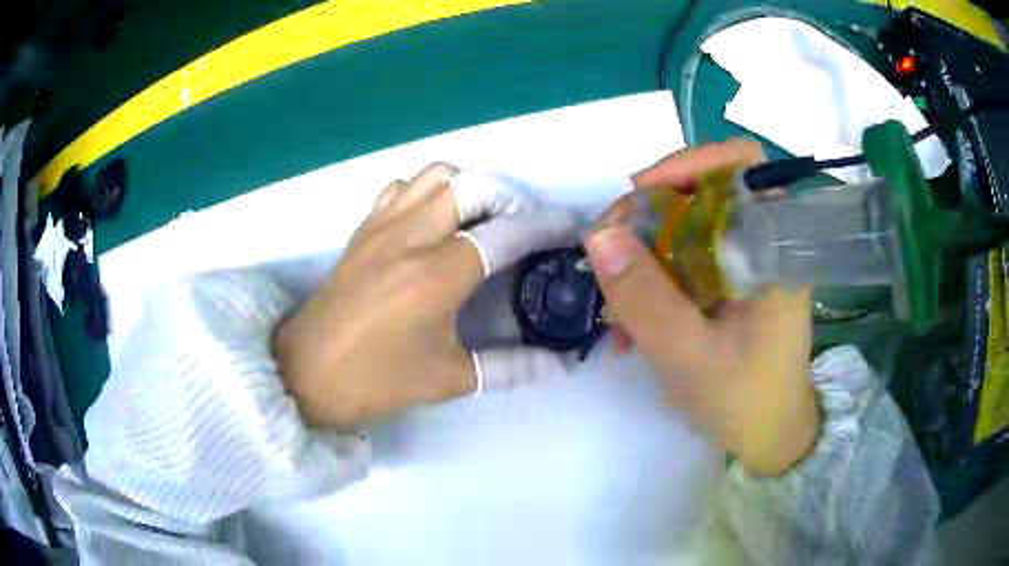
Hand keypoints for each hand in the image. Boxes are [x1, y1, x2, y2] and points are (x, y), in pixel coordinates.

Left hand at [273, 163, 577, 430]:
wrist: (304, 374)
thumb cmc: (374, 380)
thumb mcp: (447, 377)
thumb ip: (510, 367)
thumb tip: (560, 364)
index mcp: (436, 275)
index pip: (505, 234)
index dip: (544, 226)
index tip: (569, 227)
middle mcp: (410, 237)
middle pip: (470, 184)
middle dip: (506, 196)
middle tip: (517, 226)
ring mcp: (381, 227)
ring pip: (434, 176)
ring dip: (466, 187)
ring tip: (479, 219)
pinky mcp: (363, 229)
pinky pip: (401, 188)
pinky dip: (427, 192)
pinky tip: (433, 222)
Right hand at [586, 141, 819, 475]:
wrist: (770, 438)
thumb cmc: (746, 402)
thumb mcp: (690, 357)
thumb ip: (646, 299)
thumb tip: (597, 236)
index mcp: (772, 246)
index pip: (740, 163)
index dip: (690, 162)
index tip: (640, 193)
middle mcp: (760, 241)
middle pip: (701, 192)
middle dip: (647, 216)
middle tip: (608, 256)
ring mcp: (743, 262)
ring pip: (683, 228)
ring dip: (641, 256)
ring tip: (615, 307)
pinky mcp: (728, 283)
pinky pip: (681, 261)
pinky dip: (650, 281)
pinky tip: (629, 322)